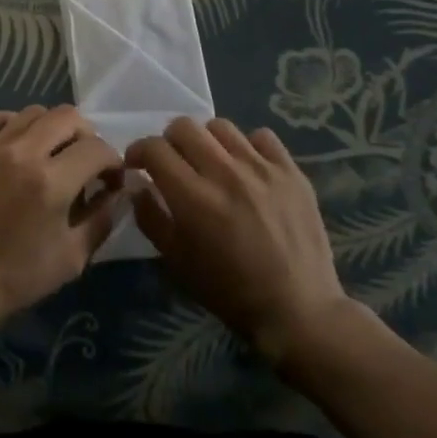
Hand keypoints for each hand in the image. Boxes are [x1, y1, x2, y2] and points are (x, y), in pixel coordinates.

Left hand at [0, 106, 124, 331]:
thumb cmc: (13, 278)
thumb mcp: (70, 259)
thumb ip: (101, 220)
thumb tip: (121, 193)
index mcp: (51, 182)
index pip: (97, 149)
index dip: (113, 162)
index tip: (110, 181)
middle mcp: (22, 152)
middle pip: (68, 117)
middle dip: (87, 136)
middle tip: (85, 162)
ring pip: (33, 111)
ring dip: (52, 128)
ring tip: (51, 154)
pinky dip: (16, 125)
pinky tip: (18, 147)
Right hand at [126, 117, 377, 378]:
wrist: (299, 311)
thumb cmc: (230, 292)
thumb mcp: (177, 261)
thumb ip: (150, 217)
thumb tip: (137, 184)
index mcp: (193, 197)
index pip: (154, 148)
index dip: (139, 152)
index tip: (138, 165)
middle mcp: (225, 173)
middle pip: (184, 126)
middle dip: (169, 141)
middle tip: (173, 163)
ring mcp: (262, 169)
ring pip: (221, 126)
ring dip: (207, 140)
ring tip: (211, 162)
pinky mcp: (291, 172)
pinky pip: (262, 137)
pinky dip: (248, 146)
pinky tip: (247, 168)